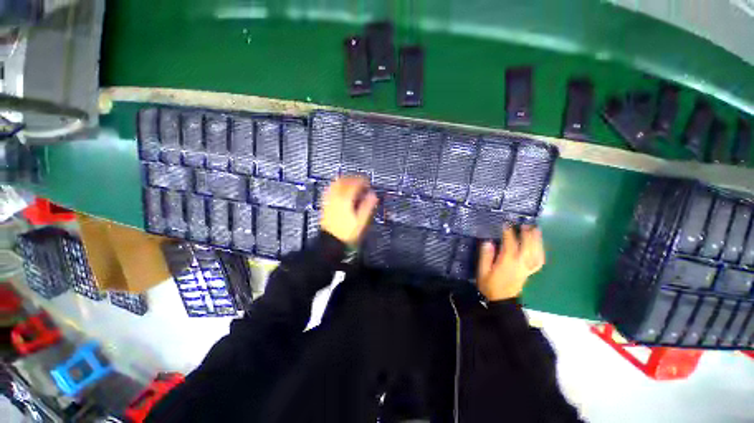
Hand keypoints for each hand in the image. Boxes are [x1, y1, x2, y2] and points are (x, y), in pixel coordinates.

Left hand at [320, 176, 378, 244]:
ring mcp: (329, 200)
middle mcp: (336, 197)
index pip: (354, 184)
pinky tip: (339, 187)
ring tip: (351, 181)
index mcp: (346, 200)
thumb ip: (368, 205)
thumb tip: (373, 196)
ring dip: (344, 180)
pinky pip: (329, 189)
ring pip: (336, 183)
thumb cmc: (347, 232)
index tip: (367, 182)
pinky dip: (336, 185)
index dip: (362, 181)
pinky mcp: (326, 204)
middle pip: (344, 181)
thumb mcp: (361, 220)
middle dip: (353, 178)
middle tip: (360, 179)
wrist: (331, 240)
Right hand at [477, 226, 544, 300]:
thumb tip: (488, 242)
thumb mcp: (482, 271)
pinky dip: (541, 251)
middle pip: (527, 247)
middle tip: (525, 224)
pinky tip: (539, 245)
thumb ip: (485, 256)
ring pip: (536, 252)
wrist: (502, 300)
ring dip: (537, 240)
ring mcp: (527, 268)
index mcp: (507, 262)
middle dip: (527, 234)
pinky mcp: (530, 272)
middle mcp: (520, 264)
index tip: (506, 223)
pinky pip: (539, 260)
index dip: (509, 233)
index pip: (510, 244)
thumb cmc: (490, 285)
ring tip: (536, 230)